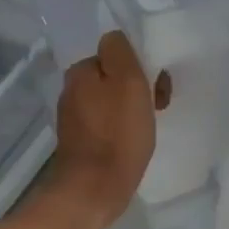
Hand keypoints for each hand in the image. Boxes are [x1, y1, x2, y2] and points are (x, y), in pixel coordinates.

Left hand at [49, 31, 171, 225]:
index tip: (157, 87)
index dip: (140, 66)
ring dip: (131, 109)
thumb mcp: (127, 81)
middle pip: (113, 77)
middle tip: (157, 108)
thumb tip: (115, 38)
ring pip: (111, 101)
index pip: (116, 53)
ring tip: (147, 129)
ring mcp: (74, 118)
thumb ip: (120, 51)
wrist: (93, 190)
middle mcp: (71, 91)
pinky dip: (121, 129)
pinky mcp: (80, 142)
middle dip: (138, 88)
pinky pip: (107, 124)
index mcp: (80, 72)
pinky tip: (132, 143)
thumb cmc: (117, 134)